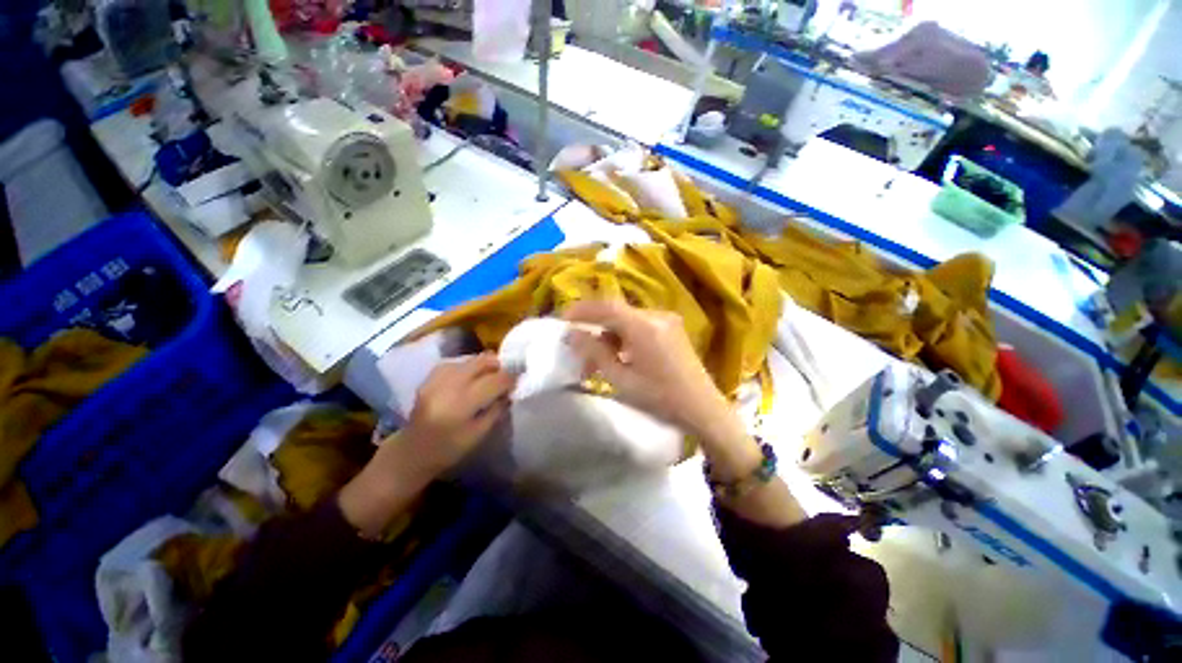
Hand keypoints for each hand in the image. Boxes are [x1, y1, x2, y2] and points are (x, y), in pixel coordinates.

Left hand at [340, 354, 513, 538]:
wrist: (410, 452)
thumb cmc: (447, 450)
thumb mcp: (478, 435)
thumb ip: (496, 410)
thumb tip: (509, 392)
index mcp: (461, 404)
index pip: (493, 381)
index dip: (509, 378)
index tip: (519, 379)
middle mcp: (448, 386)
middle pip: (480, 362)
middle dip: (498, 365)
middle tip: (507, 373)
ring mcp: (436, 380)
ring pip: (468, 360)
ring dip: (484, 364)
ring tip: (492, 373)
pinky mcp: (429, 378)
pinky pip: (455, 363)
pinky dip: (468, 365)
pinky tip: (472, 374)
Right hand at [563, 300, 747, 457]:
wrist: (702, 408)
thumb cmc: (660, 398)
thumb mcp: (622, 379)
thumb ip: (595, 353)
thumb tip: (572, 335)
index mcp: (644, 327)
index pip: (607, 307)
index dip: (583, 310)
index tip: (564, 319)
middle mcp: (656, 315)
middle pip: (617, 313)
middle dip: (595, 328)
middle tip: (580, 349)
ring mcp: (667, 320)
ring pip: (627, 319)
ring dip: (610, 335)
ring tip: (598, 360)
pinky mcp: (672, 328)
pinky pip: (640, 325)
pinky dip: (625, 336)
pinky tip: (620, 355)